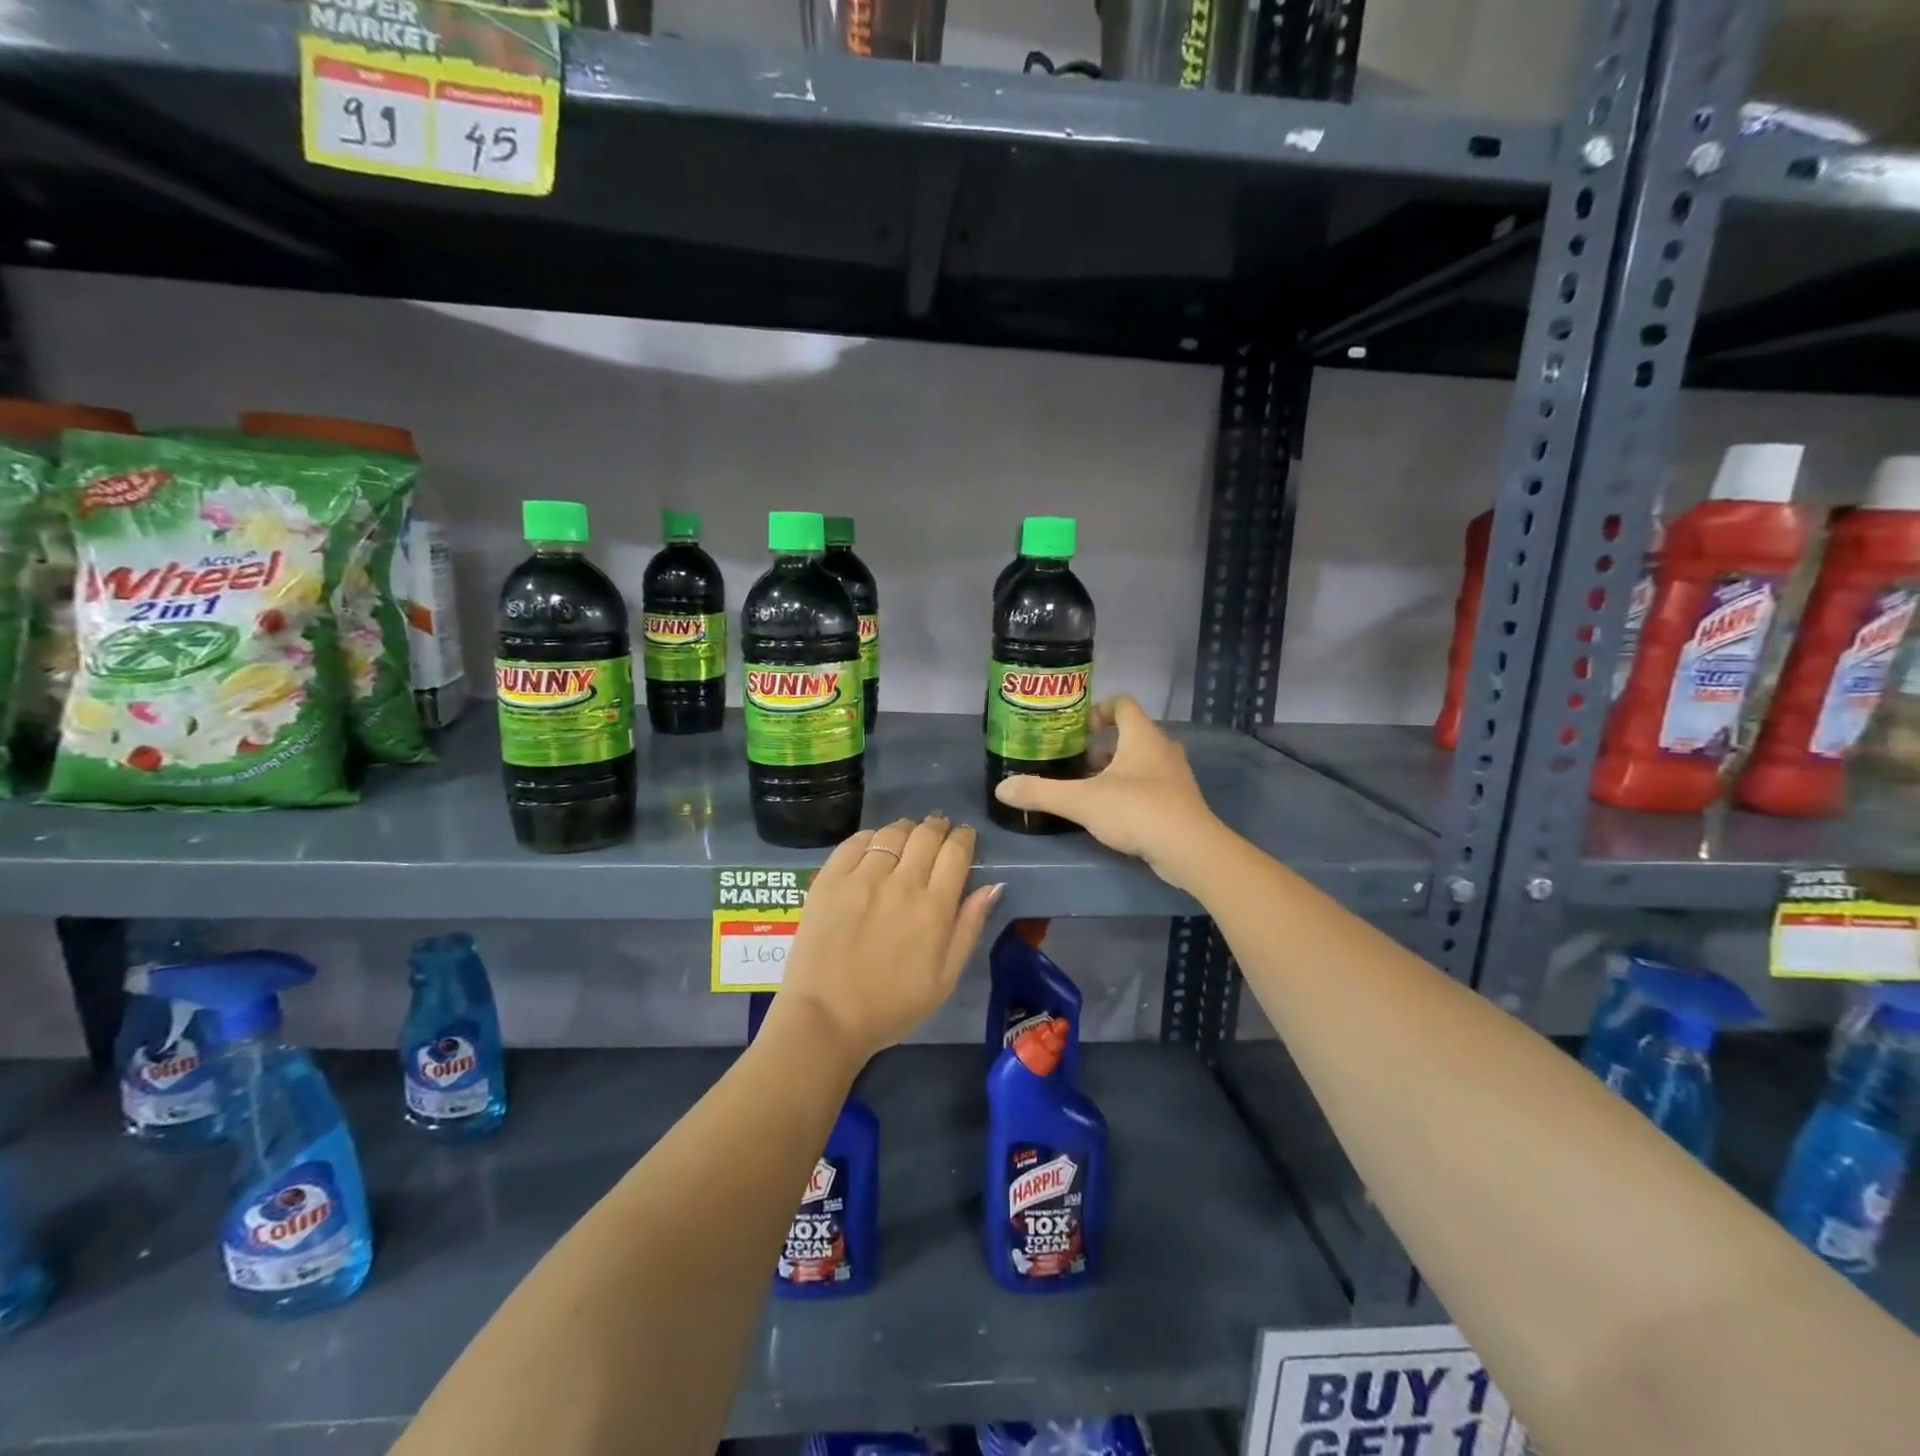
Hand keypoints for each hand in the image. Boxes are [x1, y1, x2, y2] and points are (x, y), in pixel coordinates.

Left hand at [773, 813, 1001, 1067]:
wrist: (826, 1018)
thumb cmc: (892, 1006)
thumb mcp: (945, 978)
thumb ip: (969, 928)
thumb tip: (992, 886)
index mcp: (933, 908)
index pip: (956, 852)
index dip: (964, 838)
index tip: (964, 837)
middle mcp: (900, 883)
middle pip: (926, 835)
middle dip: (938, 827)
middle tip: (939, 830)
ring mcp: (861, 878)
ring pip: (892, 834)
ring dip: (906, 829)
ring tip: (908, 834)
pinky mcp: (829, 880)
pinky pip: (855, 842)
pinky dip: (871, 837)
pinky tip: (874, 845)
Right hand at [993, 696, 1226, 892]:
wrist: (1190, 850)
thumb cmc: (1137, 810)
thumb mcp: (1082, 800)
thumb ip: (1041, 792)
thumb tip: (1001, 789)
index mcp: (1142, 736)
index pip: (1123, 703)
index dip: (1098, 709)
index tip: (1076, 727)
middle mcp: (1162, 749)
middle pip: (1130, 733)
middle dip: (1101, 745)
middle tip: (1073, 760)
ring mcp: (1174, 776)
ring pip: (1140, 761)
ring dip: (1114, 769)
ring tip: (1086, 787)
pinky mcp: (1178, 802)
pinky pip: (1149, 785)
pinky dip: (1129, 790)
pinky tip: (1109, 812)